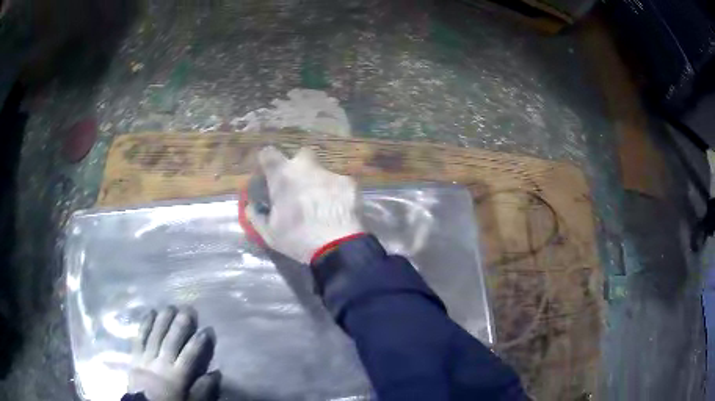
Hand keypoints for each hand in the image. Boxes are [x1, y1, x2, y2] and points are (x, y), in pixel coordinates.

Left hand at [128, 306, 219, 400]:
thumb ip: (202, 390)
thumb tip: (216, 373)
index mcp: (177, 376)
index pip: (190, 356)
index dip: (199, 342)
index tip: (207, 329)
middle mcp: (162, 363)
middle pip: (171, 341)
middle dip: (180, 325)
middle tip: (188, 309)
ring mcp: (146, 358)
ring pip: (155, 335)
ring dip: (163, 320)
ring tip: (170, 307)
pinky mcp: (135, 356)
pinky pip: (140, 337)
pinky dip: (145, 324)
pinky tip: (149, 313)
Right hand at [246, 146, 363, 263]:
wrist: (337, 247)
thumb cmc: (297, 239)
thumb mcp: (269, 233)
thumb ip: (256, 216)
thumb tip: (251, 206)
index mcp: (283, 176)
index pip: (269, 153)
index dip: (267, 160)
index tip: (269, 172)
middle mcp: (307, 167)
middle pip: (301, 155)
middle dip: (299, 166)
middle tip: (298, 186)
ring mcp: (330, 174)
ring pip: (322, 172)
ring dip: (319, 183)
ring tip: (322, 206)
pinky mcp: (349, 184)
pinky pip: (339, 184)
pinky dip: (337, 194)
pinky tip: (338, 211)